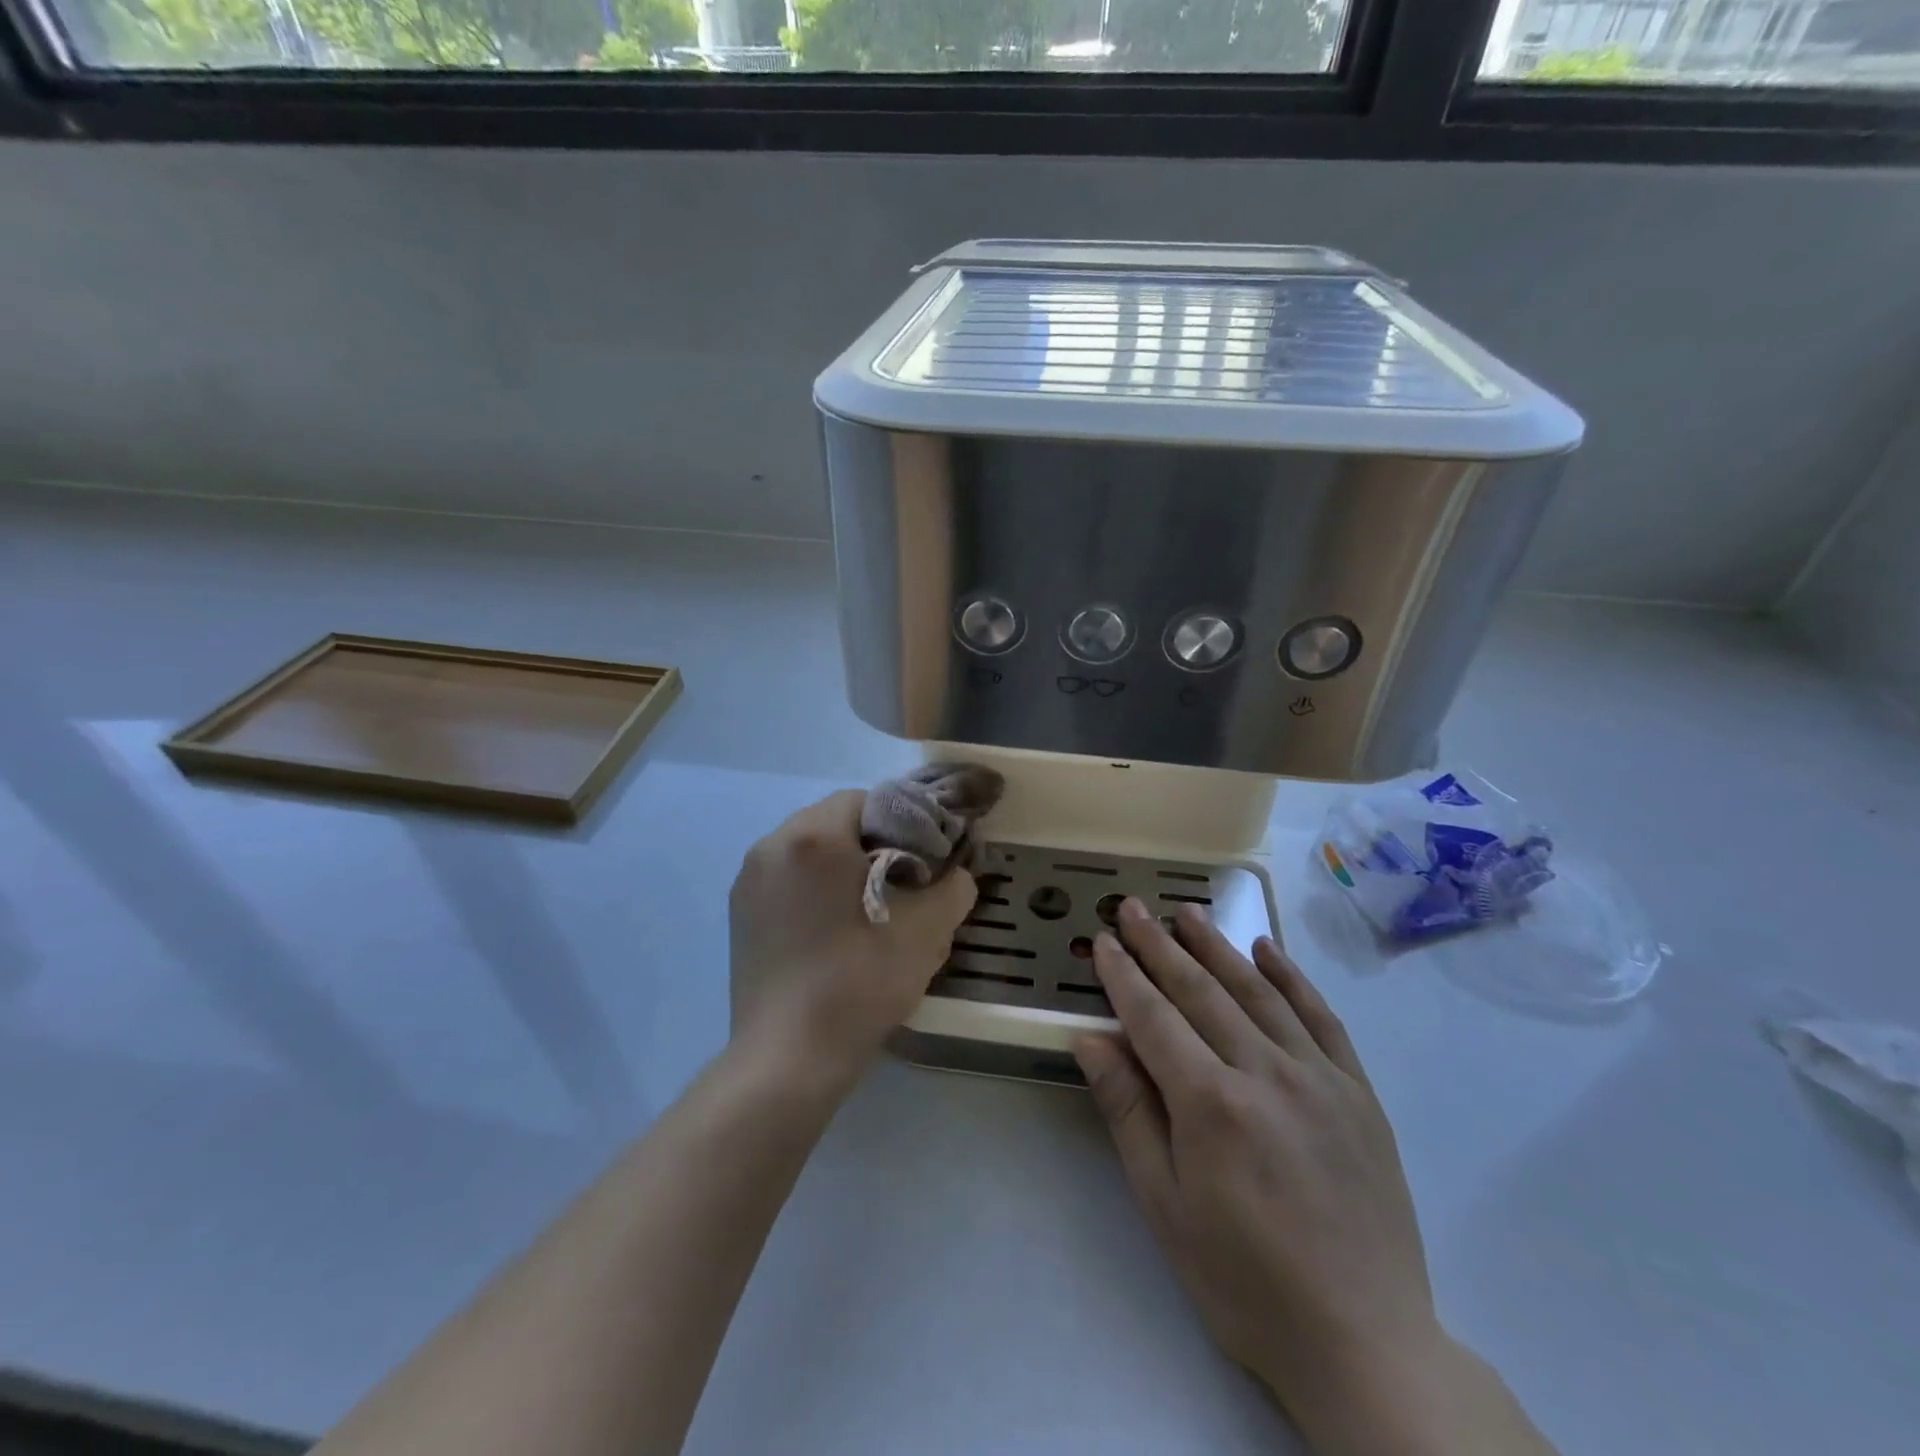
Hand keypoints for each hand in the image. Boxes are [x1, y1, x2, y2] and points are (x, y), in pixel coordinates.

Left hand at [729, 790, 976, 1086]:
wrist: (787, 1059)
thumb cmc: (859, 983)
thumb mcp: (927, 931)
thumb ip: (953, 886)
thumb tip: (956, 873)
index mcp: (813, 836)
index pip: (867, 800)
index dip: (903, 823)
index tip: (923, 861)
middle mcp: (771, 845)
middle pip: (835, 821)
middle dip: (871, 844)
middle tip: (902, 885)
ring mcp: (748, 880)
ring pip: (808, 850)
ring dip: (839, 865)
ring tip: (867, 909)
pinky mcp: (738, 914)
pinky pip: (786, 879)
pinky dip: (812, 889)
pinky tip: (831, 931)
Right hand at [1075, 898, 1443, 1445]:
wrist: (1364, 1342)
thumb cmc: (1243, 1279)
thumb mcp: (1164, 1205)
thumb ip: (1129, 1111)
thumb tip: (1090, 1040)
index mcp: (1211, 1103)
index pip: (1154, 1017)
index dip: (1124, 975)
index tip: (1103, 939)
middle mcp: (1264, 1073)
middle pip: (1200, 991)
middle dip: (1160, 945)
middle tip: (1134, 907)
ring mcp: (1318, 1077)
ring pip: (1257, 991)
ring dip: (1217, 946)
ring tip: (1187, 911)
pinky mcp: (1358, 1092)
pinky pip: (1320, 1017)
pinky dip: (1291, 977)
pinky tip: (1267, 949)